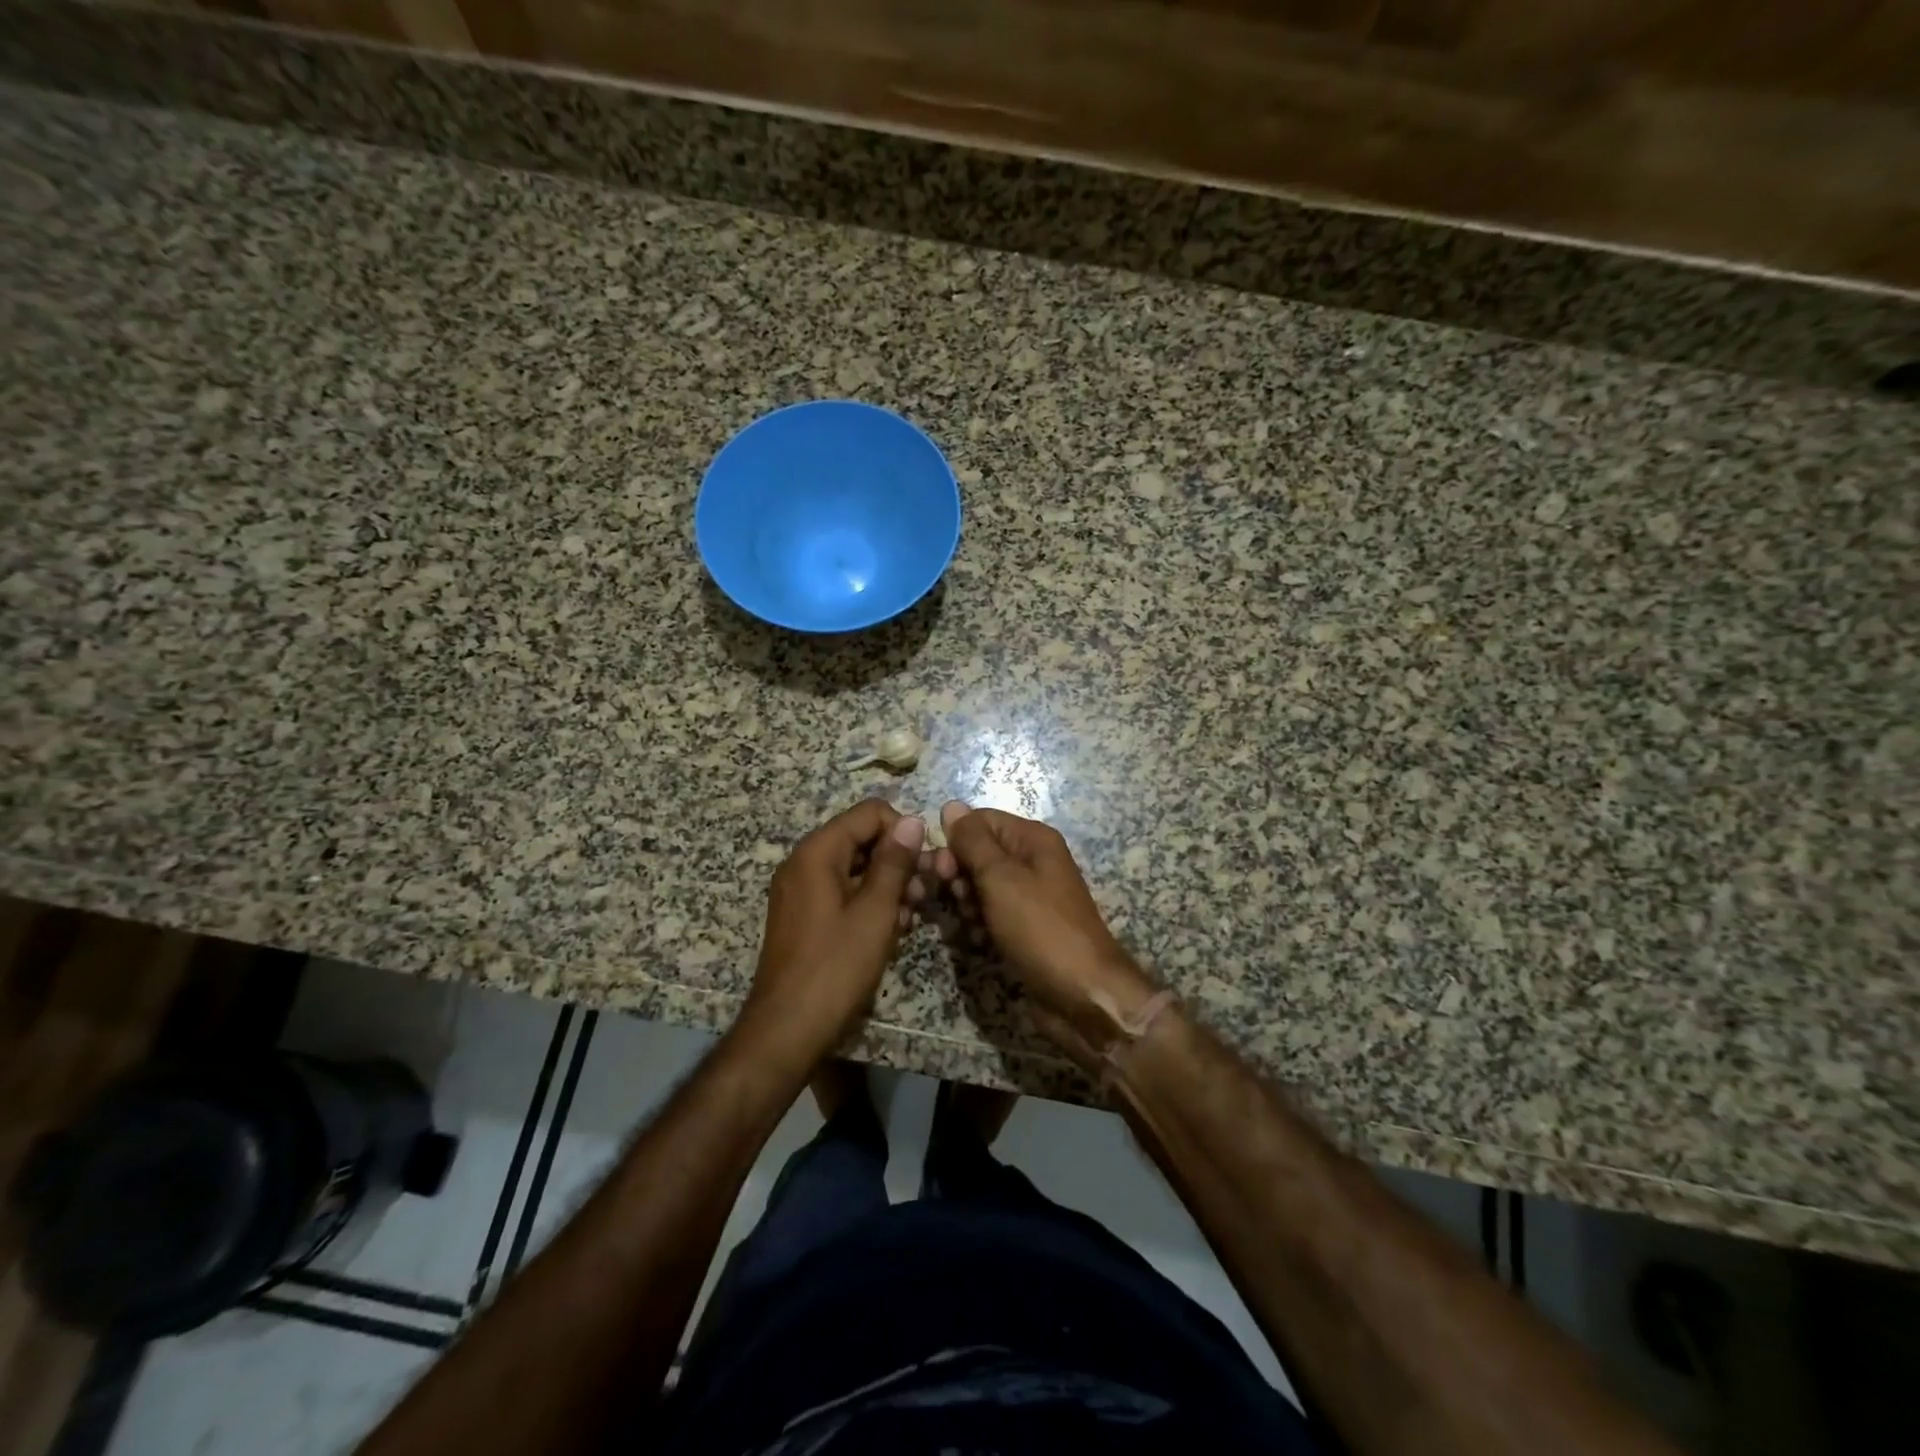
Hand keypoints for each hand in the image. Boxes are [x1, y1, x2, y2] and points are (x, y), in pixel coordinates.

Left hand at [740, 800, 925, 1067]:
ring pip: (855, 868)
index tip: (924, 865)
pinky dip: (868, 904)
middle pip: (862, 839)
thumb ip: (895, 862)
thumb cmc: (836, 967)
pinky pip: (842, 893)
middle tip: (922, 896)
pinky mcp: (803, 916)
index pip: (869, 813)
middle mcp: (804, 863)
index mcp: (817, 852)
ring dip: (887, 886)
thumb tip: (913, 821)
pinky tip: (889, 932)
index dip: (902, 831)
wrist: (787, 1030)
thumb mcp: (875, 912)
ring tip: (908, 920)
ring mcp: (800, 891)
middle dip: (897, 862)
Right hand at [935, 800, 1156, 1066]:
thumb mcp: (1001, 878)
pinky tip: (978, 942)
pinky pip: (990, 915)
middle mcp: (1032, 861)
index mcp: (1033, 840)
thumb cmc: (1041, 929)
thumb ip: (973, 841)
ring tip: (970, 925)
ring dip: (966, 904)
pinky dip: (979, 925)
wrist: (1083, 996)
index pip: (980, 821)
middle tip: (958, 901)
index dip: (955, 841)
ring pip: (979, 887)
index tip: (942, 871)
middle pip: (978, 853)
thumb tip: (951, 805)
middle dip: (959, 876)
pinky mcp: (1023, 928)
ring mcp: (1028, 897)